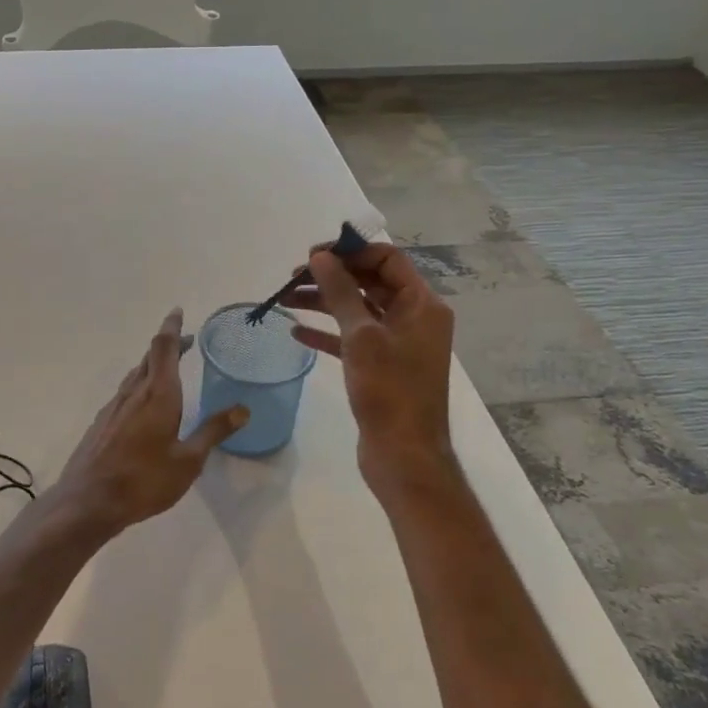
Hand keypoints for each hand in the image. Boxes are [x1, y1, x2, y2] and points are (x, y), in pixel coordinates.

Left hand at [54, 309, 246, 531]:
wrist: (88, 501)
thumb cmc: (144, 480)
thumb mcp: (188, 460)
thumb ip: (213, 431)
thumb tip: (242, 409)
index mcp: (158, 395)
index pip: (165, 348)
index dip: (173, 328)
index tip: (178, 312)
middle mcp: (134, 393)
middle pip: (150, 357)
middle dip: (169, 346)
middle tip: (187, 342)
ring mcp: (114, 407)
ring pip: (136, 375)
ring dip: (153, 366)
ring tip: (170, 370)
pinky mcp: (102, 423)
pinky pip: (125, 394)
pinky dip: (141, 387)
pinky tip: (145, 406)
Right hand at [280, 242, 459, 503]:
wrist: (404, 456)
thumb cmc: (389, 391)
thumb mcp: (361, 336)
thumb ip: (340, 291)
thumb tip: (321, 257)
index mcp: (422, 304)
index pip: (387, 259)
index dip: (350, 251)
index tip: (312, 255)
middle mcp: (415, 318)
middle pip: (370, 282)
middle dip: (331, 276)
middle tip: (292, 278)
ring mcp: (399, 344)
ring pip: (358, 310)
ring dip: (323, 303)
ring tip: (284, 301)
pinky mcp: (382, 368)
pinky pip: (352, 340)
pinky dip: (327, 334)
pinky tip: (296, 334)